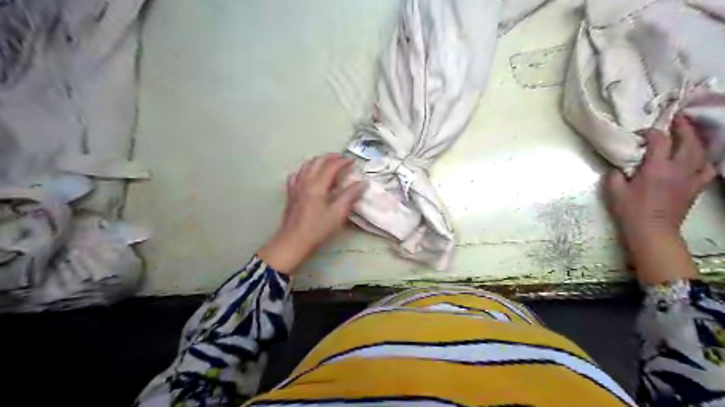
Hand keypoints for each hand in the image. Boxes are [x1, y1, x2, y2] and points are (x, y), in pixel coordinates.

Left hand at [256, 154, 369, 274]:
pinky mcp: (291, 192)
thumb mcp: (338, 214)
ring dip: (319, 160)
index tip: (353, 161)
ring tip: (329, 163)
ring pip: (307, 165)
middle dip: (331, 157)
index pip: (331, 166)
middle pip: (318, 161)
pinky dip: (306, 169)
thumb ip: (350, 196)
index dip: (343, 161)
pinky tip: (310, 174)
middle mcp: (305, 181)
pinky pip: (298, 174)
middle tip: (343, 159)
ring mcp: (296, 186)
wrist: (293, 242)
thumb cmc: (317, 229)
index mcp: (317, 185)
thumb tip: (362, 183)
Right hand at [604, 114, 715, 284]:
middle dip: (682, 126)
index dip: (650, 132)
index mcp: (656, 167)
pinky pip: (707, 168)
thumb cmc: (630, 211)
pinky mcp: (696, 187)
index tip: (639, 133)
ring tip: (688, 133)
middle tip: (675, 118)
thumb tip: (619, 166)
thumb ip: (615, 174)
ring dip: (695, 139)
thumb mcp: (614, 191)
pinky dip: (704, 160)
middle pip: (687, 140)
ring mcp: (691, 177)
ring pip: (701, 151)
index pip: (659, 140)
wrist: (652, 231)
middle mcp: (678, 168)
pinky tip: (698, 158)